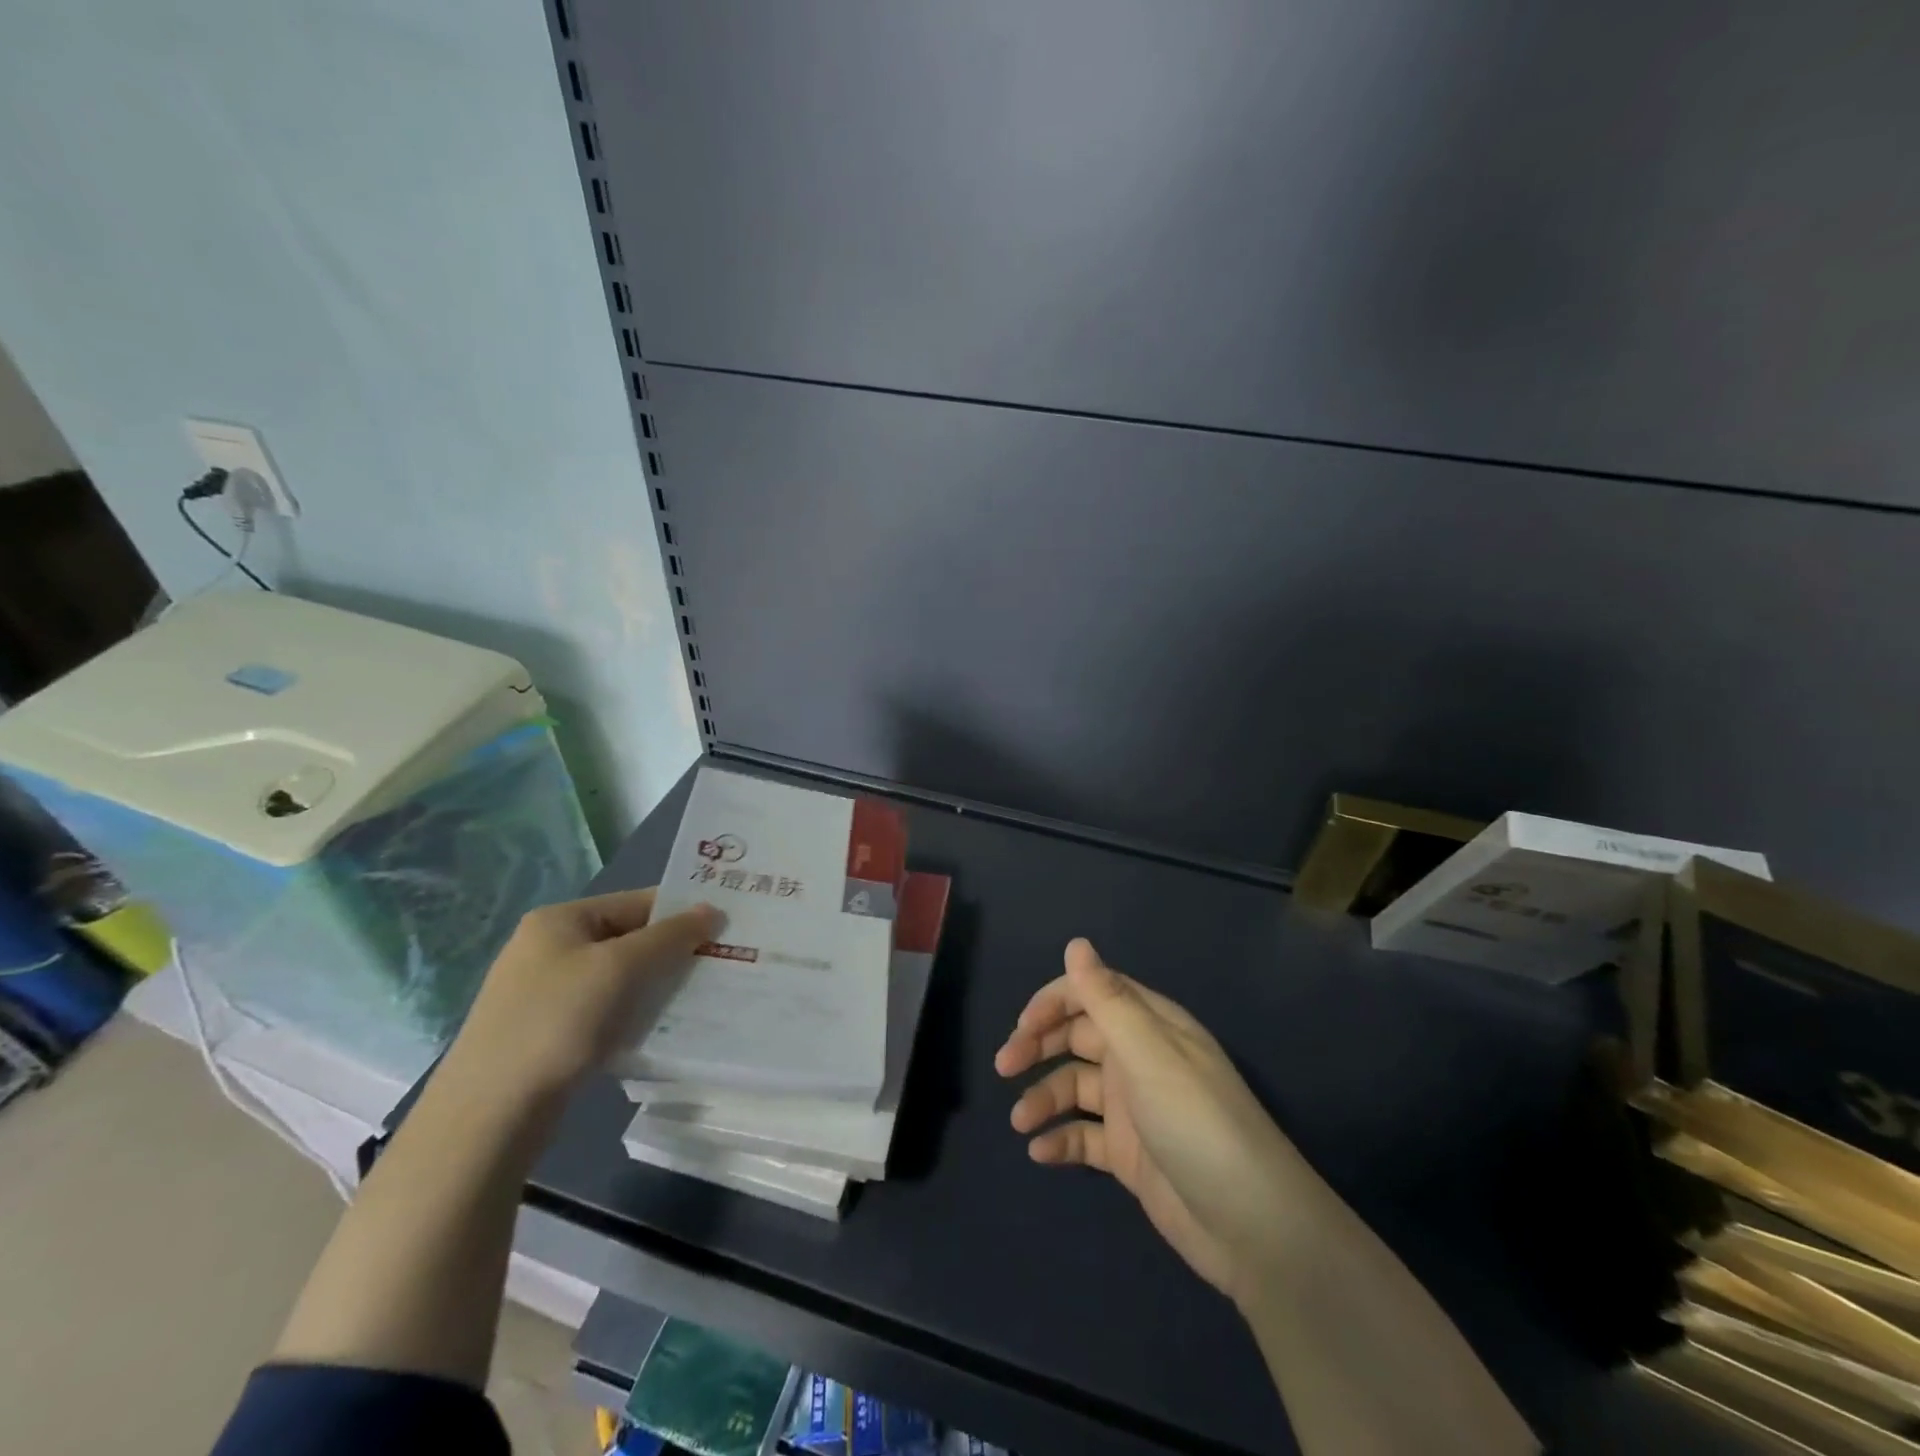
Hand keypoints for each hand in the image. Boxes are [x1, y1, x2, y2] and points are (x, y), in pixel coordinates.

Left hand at [446, 887, 718, 1105]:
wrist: (488, 1116)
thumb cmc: (556, 1023)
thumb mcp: (620, 968)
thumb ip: (670, 936)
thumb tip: (712, 910)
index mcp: (560, 920)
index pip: (637, 902)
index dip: (682, 914)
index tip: (726, 931)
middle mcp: (549, 948)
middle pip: (629, 938)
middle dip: (672, 953)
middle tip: (721, 966)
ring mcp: (545, 992)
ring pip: (620, 978)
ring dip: (656, 986)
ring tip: (700, 999)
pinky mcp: (548, 1032)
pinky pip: (605, 1009)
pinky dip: (634, 1014)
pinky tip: (660, 1030)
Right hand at [995, 938, 1309, 1301]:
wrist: (1251, 1227)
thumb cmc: (1195, 1122)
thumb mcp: (1148, 1053)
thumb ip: (1107, 998)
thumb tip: (1076, 943)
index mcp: (1151, 1025)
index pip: (1093, 993)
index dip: (1053, 1002)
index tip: (1021, 1027)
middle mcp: (1140, 1059)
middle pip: (1078, 1037)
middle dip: (1038, 1046)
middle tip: (1004, 1066)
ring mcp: (1135, 1108)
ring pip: (1075, 1087)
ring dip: (1043, 1097)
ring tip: (1019, 1121)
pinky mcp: (1130, 1154)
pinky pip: (1084, 1135)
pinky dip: (1060, 1139)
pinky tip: (1040, 1152)